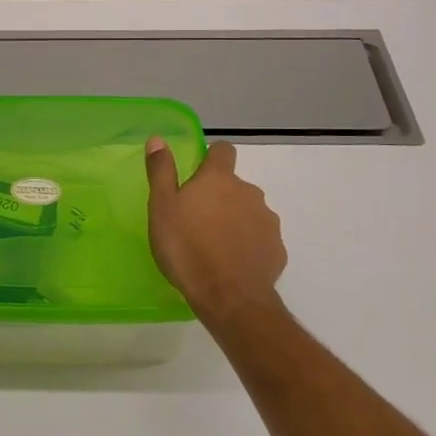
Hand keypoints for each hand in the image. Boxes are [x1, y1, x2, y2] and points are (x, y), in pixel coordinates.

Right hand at [144, 139, 286, 317]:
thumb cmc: (186, 248)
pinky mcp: (276, 249)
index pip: (222, 150)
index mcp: (219, 179)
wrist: (229, 297)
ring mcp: (267, 221)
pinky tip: (231, 264)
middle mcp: (249, 192)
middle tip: (196, 220)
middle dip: (219, 196)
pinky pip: (259, 239)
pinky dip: (248, 245)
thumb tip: (158, 139)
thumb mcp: (162, 208)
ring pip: (248, 211)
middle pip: (234, 185)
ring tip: (213, 246)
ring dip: (234, 220)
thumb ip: (161, 171)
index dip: (211, 157)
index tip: (197, 174)